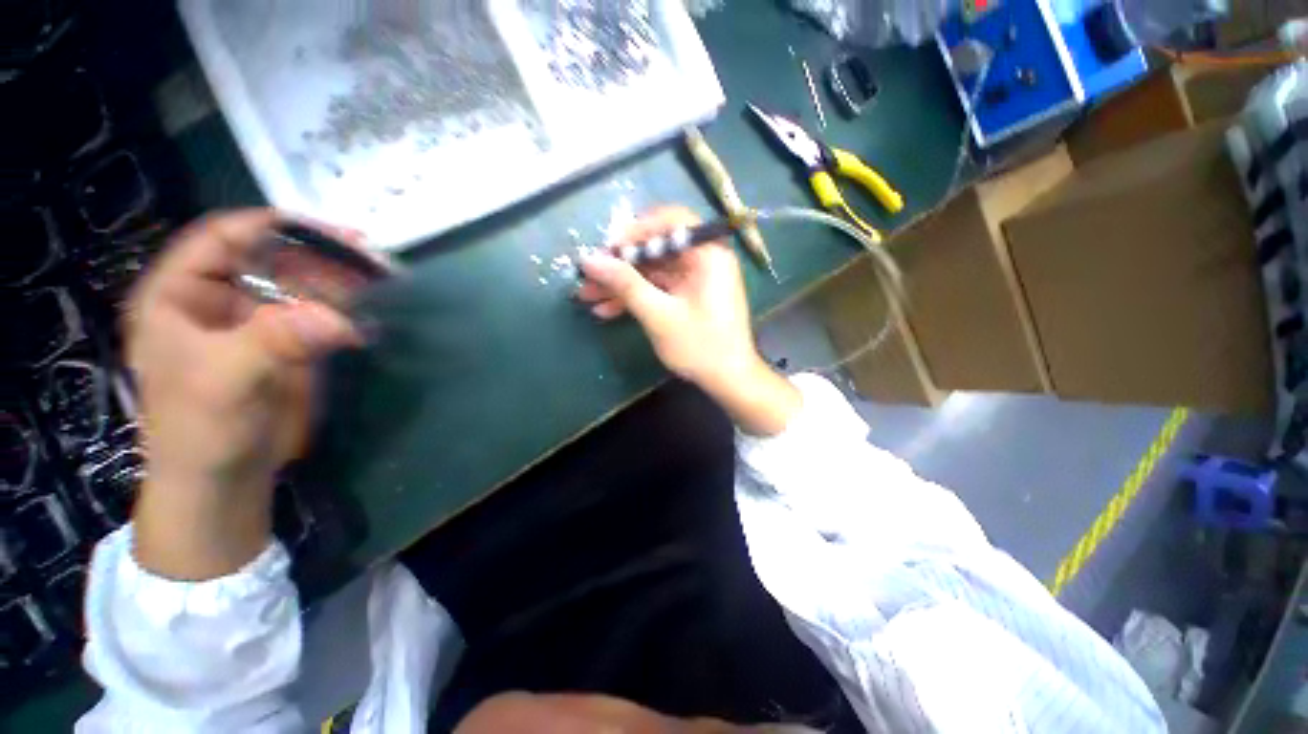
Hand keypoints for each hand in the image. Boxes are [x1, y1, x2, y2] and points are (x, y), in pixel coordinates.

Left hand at [127, 209, 361, 578]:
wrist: (223, 482)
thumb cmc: (200, 432)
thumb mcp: (224, 383)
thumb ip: (272, 342)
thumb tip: (338, 317)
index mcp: (179, 295)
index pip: (222, 238)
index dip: (271, 226)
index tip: (328, 231)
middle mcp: (216, 300)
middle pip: (268, 259)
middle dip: (316, 256)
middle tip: (367, 260)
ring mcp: (253, 323)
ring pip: (296, 286)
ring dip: (337, 283)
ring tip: (377, 284)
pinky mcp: (283, 346)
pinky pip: (315, 316)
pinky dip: (343, 313)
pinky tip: (366, 319)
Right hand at [578, 206, 800, 435]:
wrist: (728, 380)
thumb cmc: (700, 346)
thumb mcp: (659, 315)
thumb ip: (625, 284)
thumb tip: (589, 260)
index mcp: (707, 254)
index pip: (670, 222)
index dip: (636, 231)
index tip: (608, 249)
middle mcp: (704, 259)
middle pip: (656, 249)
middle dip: (620, 264)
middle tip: (589, 276)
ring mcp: (696, 279)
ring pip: (652, 271)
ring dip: (622, 284)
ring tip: (588, 297)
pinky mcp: (689, 296)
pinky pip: (659, 288)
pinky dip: (636, 297)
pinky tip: (607, 310)